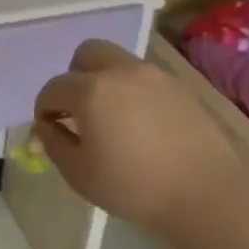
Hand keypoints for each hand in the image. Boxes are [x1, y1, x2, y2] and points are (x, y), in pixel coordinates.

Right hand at [32, 39, 243, 236]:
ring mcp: (155, 76)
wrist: (204, 194)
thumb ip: (53, 142)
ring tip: (110, 120)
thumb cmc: (132, 187)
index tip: (48, 130)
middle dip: (74, 78)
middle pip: (87, 54)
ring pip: (118, 63)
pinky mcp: (180, 88)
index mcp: (91, 90)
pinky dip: (131, 92)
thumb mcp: (78, 173)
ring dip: (104, 82)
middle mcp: (122, 72)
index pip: (53, 88)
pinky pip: (143, 79)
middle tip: (78, 111)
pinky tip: (139, 126)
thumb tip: (47, 125)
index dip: (44, 108)